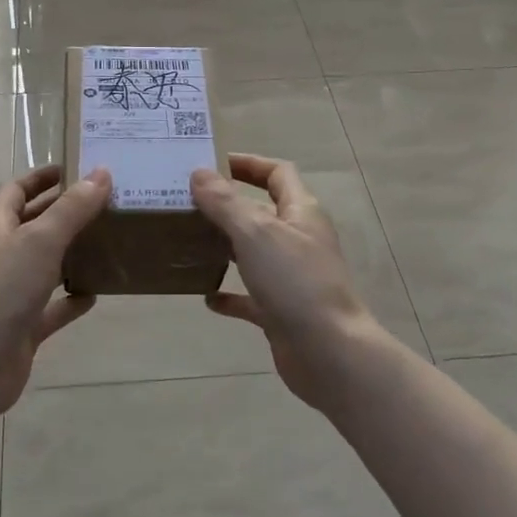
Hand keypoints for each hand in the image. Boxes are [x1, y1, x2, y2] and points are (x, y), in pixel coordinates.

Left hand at [0, 164, 111, 417]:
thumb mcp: (40, 240)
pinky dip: (71, 299)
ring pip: (44, 265)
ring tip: (107, 242)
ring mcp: (10, 293)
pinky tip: (96, 294)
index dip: (40, 178)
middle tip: (102, 203)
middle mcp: (1, 256)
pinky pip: (51, 307)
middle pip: (31, 225)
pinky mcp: (22, 327)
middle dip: (62, 212)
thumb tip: (101, 173)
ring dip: (70, 254)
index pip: (15, 191)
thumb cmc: (2, 291)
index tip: (72, 169)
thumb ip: (72, 209)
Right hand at [191, 154, 378, 411]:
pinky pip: (251, 297)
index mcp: (301, 212)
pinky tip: (206, 298)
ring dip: (225, 247)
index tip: (212, 163)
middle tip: (187, 203)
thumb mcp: (255, 233)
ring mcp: (292, 277)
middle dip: (227, 206)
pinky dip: (230, 294)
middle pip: (262, 212)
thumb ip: (225, 203)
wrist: (329, 353)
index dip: (248, 164)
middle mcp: (299, 240)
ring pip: (254, 253)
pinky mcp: (283, 310)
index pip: (277, 173)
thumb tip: (199, 174)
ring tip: (189, 243)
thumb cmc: (295, 282)